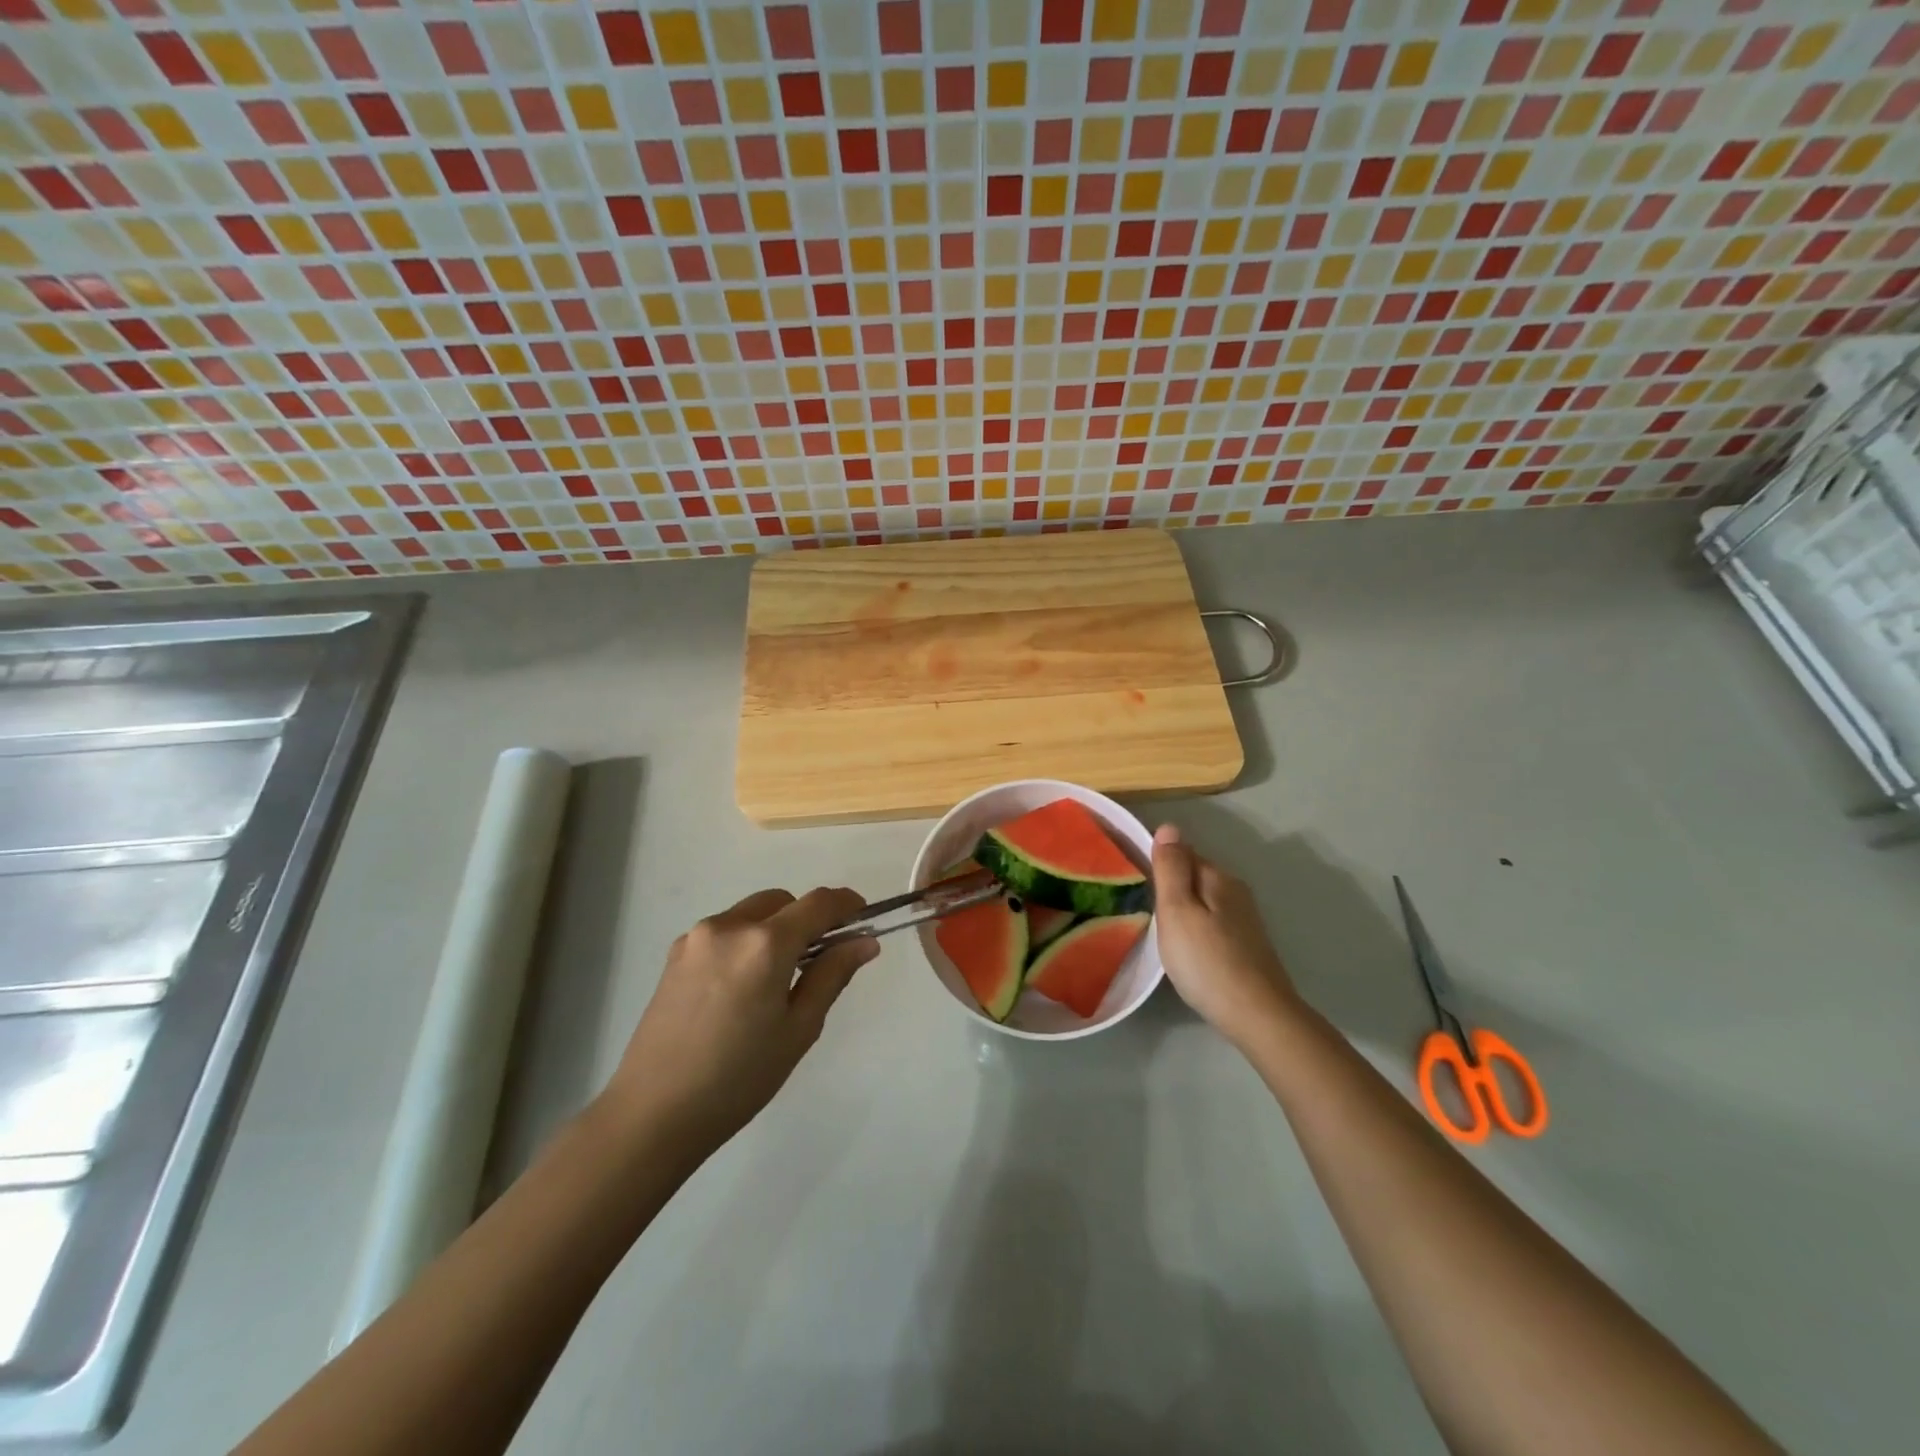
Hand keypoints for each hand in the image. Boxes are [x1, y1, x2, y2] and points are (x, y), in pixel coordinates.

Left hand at [601, 887, 878, 1157]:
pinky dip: (745, 942)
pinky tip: (741, 990)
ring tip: (776, 982)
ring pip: (751, 914)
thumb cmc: (738, 1078)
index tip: (863, 918)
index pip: (818, 903)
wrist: (652, 1114)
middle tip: (820, 960)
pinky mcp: (675, 955)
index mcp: (764, 944)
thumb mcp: (798, 1029)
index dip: (846, 904)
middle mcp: (729, 926)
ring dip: (774, 929)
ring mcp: (696, 938)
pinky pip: (725, 931)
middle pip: (782, 901)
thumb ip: (832, 975)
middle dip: (807, 918)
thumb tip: (864, 941)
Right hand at [1151, 824, 1300, 1046]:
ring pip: (1203, 901)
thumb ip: (1171, 868)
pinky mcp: (1247, 945)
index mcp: (1217, 877)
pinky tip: (1187, 950)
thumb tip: (1169, 826)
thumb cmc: (1206, 961)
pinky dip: (1196, 928)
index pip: (1181, 853)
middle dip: (1170, 887)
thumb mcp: (1177, 910)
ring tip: (1159, 931)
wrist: (1257, 1015)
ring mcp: (1244, 920)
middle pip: (1194, 877)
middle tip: (1142, 910)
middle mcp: (1235, 891)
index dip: (1157, 864)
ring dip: (1183, 909)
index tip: (1133, 883)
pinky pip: (1212, 922)